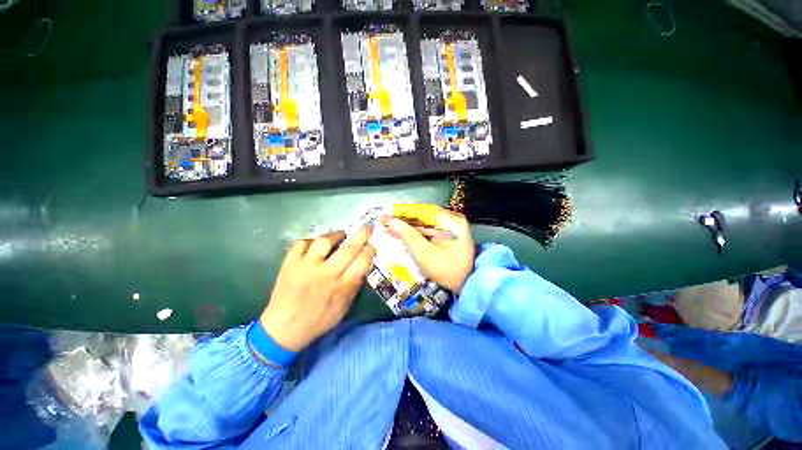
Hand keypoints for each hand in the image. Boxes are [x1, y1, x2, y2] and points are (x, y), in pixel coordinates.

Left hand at [260, 227, 374, 351]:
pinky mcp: (289, 263)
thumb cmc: (319, 320)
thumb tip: (363, 263)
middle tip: (367, 227)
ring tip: (341, 235)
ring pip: (324, 241)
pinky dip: (312, 240)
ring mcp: (305, 266)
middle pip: (348, 249)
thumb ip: (355, 284)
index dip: (370, 250)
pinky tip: (317, 244)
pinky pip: (302, 243)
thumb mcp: (344, 307)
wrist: (283, 328)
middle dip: (361, 235)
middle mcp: (325, 274)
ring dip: (336, 235)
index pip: (362, 261)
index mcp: (341, 287)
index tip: (371, 245)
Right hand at [384, 206, 474, 292]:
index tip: (386, 216)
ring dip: (407, 226)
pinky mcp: (447, 233)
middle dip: (404, 220)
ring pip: (424, 222)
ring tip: (389, 228)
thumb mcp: (426, 255)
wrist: (467, 285)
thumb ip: (409, 237)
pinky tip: (401, 233)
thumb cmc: (448, 272)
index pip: (423, 212)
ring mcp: (450, 226)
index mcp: (451, 222)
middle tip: (385, 223)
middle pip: (423, 216)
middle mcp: (452, 220)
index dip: (403, 213)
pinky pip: (428, 229)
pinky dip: (415, 232)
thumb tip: (392, 222)